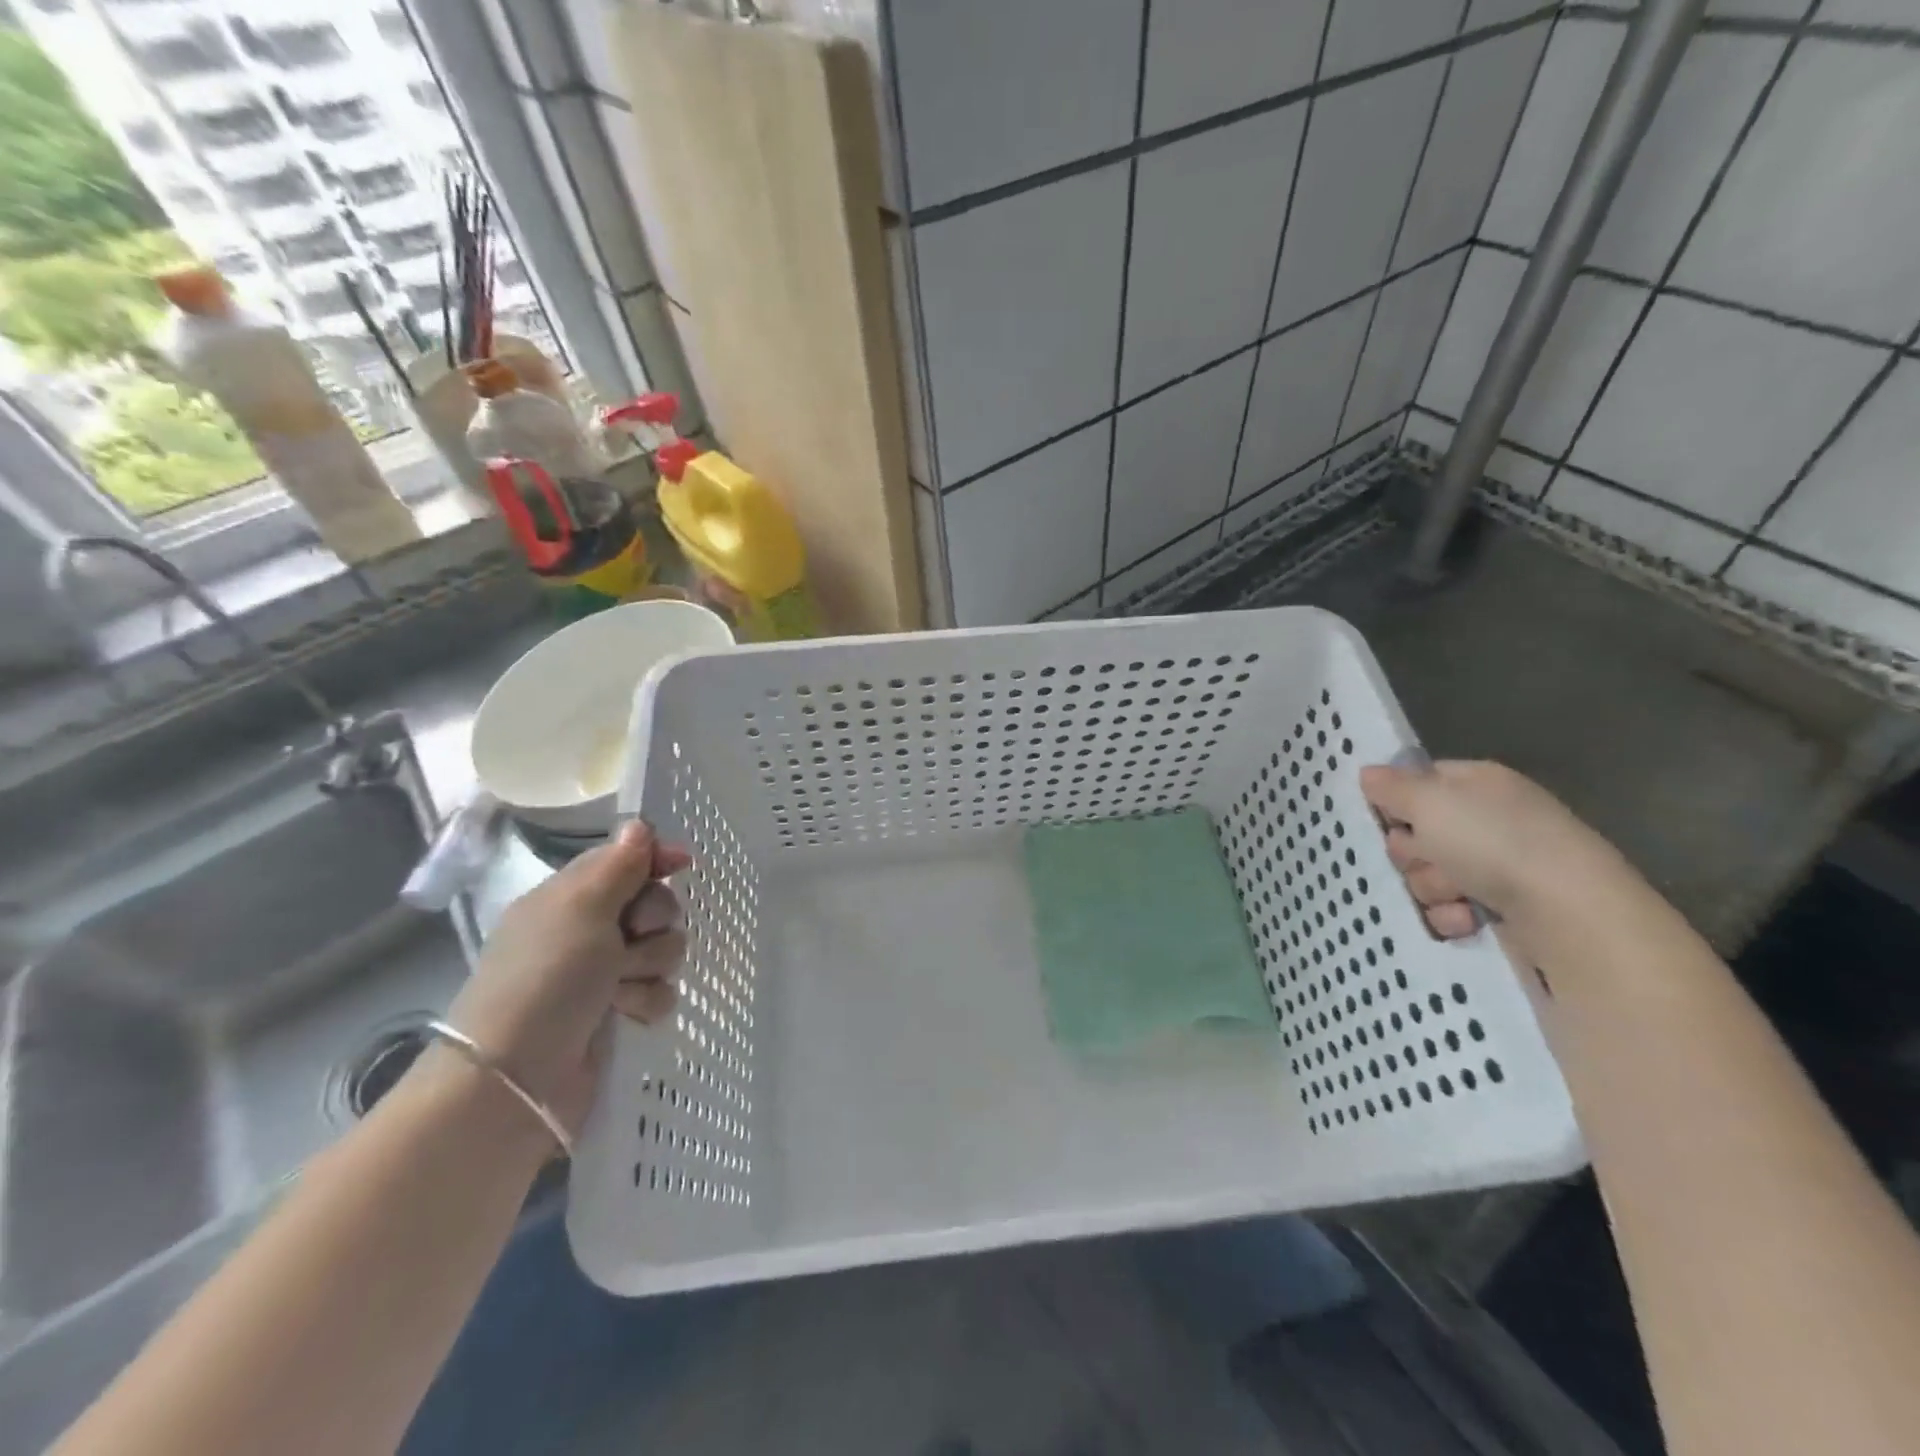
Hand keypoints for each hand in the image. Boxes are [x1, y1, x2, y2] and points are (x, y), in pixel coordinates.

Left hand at [445, 821, 689, 1135]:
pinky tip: (626, 1015)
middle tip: (629, 939)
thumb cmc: (546, 978)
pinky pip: (662, 991)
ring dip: (650, 966)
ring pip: (665, 949)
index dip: (654, 860)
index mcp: (570, 898)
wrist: (518, 1079)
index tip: (681, 864)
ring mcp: (604, 974)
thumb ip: (618, 865)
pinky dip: (647, 1001)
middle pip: (654, 905)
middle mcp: (588, 932)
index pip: (624, 861)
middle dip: (653, 922)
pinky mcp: (620, 1013)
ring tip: (619, 988)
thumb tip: (639, 825)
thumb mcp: (580, 908)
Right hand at [1360, 760, 1638, 941]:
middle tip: (1429, 857)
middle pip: (1416, 833)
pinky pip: (1450, 909)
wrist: (1570, 915)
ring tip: (1458, 894)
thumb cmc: (1495, 843)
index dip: (1397, 800)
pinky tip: (1470, 919)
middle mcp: (1488, 820)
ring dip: (1432, 887)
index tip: (1387, 818)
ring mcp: (1497, 866)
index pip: (1419, 781)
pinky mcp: (1502, 909)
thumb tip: (1367, 773)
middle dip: (1413, 852)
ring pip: (1428, 875)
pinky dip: (1452, 916)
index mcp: (1476, 783)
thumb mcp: (1430, 802)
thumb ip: (1392, 787)